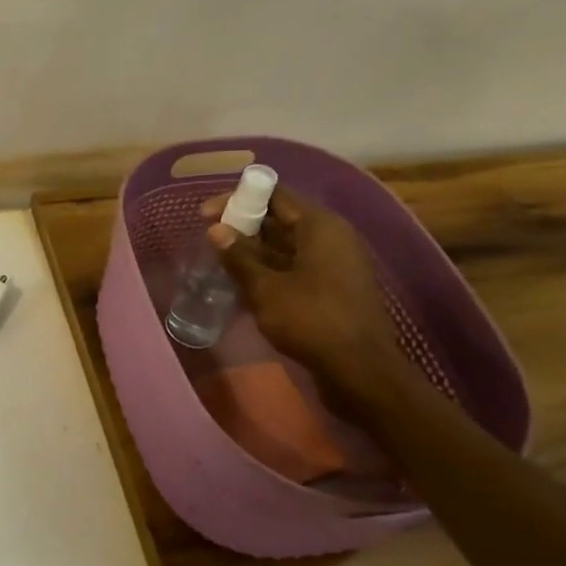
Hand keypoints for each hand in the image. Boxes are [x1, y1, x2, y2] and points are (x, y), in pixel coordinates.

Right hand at [206, 188, 408, 405]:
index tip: (205, 214)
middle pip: (281, 218)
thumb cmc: (311, 320)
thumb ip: (239, 257)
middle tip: (209, 238)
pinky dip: (269, 269)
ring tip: (220, 259)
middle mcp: (331, 237)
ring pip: (287, 245)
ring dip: (254, 250)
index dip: (238, 199)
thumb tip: (215, 229)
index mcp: (320, 226)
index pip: (275, 195)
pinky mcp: (332, 288)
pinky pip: (295, 266)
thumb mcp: (265, 288)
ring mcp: (335, 263)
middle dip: (244, 225)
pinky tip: (242, 282)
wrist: (360, 370)